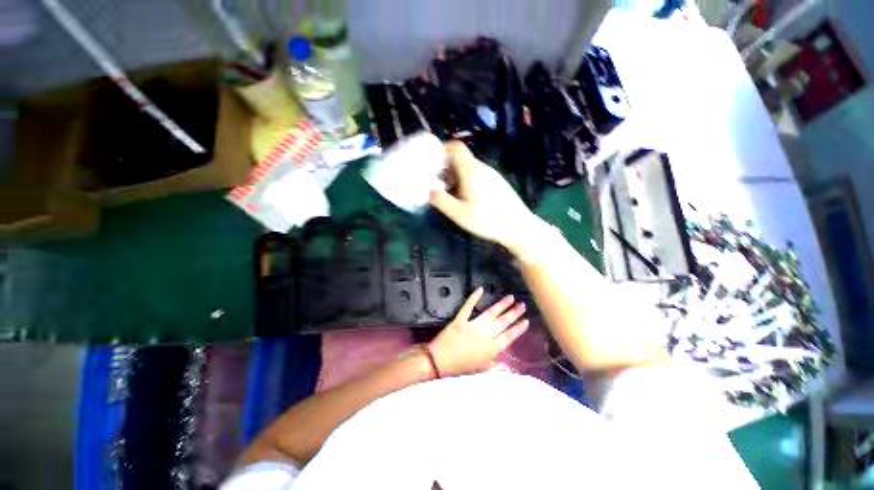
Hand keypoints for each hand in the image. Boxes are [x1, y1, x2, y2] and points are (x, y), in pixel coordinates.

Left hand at [428, 288, 529, 376]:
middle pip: (503, 322)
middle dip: (514, 313)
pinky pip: (468, 306)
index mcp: (491, 348)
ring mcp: (473, 325)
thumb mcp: (482, 371)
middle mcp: (485, 334)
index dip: (518, 329)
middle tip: (523, 304)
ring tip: (510, 297)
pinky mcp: (461, 319)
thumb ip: (497, 368)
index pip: (509, 337)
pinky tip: (480, 289)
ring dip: (501, 304)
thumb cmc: (461, 369)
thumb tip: (512, 369)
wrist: (439, 361)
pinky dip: (474, 297)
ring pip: (490, 313)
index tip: (526, 321)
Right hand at [430, 141, 539, 254]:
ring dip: (456, 176)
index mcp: (472, 171)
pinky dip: (467, 181)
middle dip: (446, 168)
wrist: (518, 227)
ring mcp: (492, 175)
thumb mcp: (458, 213)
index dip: (442, 149)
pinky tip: (467, 199)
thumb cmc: (486, 220)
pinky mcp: (498, 183)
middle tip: (438, 184)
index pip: (456, 147)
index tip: (432, 163)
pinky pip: (478, 176)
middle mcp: (483, 168)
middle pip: (461, 158)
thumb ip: (441, 200)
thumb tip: (429, 190)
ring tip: (451, 194)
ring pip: (469, 168)